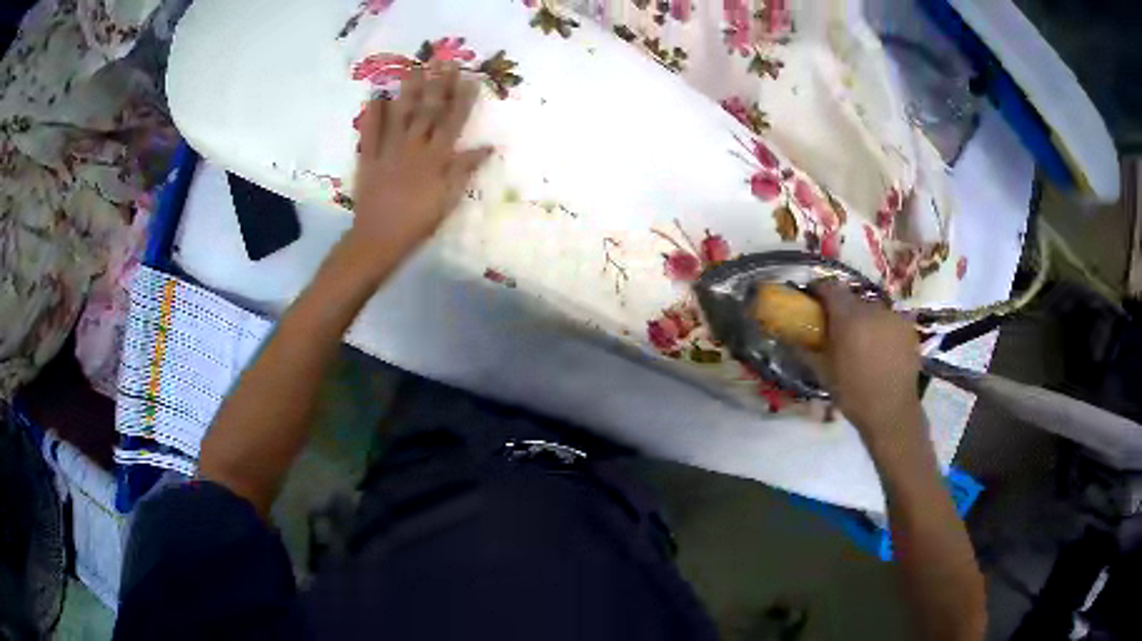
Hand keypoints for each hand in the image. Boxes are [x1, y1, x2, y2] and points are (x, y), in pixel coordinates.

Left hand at [347, 64, 492, 274]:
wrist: (379, 239)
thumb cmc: (418, 222)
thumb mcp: (448, 199)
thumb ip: (464, 170)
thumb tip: (488, 147)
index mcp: (435, 158)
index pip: (453, 122)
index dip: (462, 99)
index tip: (470, 78)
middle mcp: (413, 147)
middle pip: (428, 111)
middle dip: (438, 85)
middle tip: (444, 62)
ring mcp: (388, 151)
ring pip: (400, 115)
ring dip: (408, 91)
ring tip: (414, 69)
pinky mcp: (368, 159)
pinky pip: (369, 133)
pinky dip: (372, 115)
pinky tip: (376, 96)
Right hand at [813, 281, 921, 443]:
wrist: (891, 412)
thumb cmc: (853, 394)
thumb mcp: (823, 373)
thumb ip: (806, 350)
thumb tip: (789, 336)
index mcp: (848, 317)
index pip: (830, 288)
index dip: (819, 290)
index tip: (812, 299)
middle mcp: (871, 309)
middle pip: (852, 299)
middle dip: (843, 309)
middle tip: (837, 328)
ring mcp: (893, 317)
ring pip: (872, 309)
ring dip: (864, 319)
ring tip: (862, 341)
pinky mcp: (907, 327)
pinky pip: (889, 321)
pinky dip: (882, 329)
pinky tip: (881, 349)